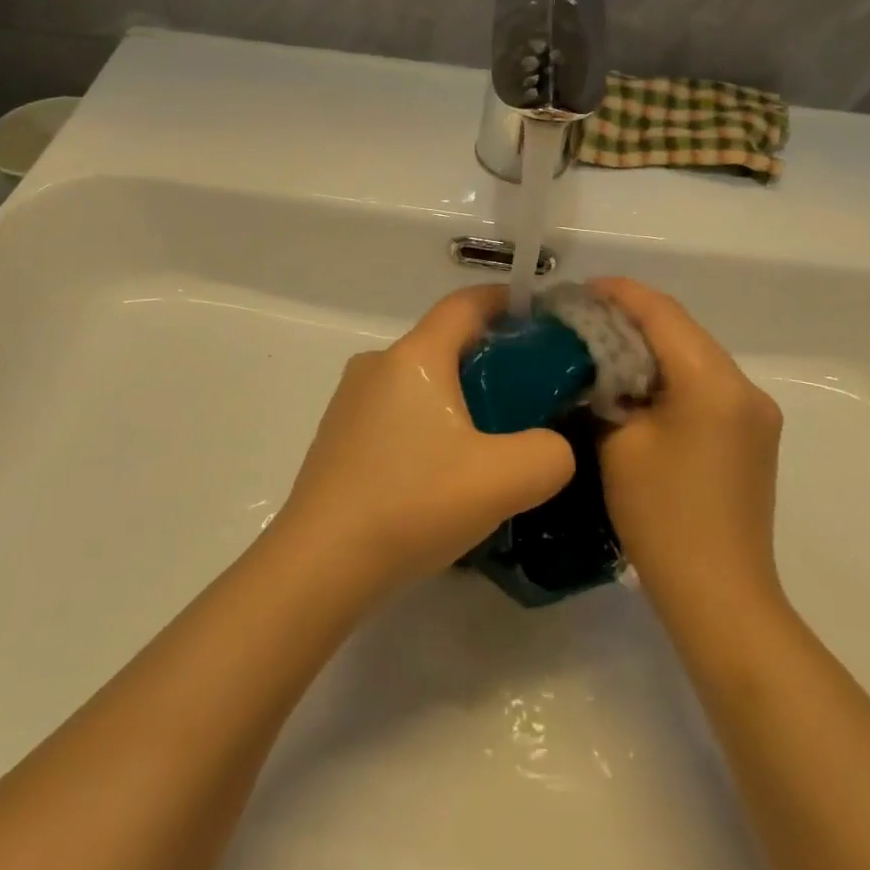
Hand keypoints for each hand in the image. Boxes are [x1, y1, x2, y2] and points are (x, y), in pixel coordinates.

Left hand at [275, 287, 574, 594]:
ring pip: (422, 380)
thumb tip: (551, 447)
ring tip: (495, 441)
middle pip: (446, 342)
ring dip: (461, 397)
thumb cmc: (411, 504)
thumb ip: (551, 453)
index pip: (467, 303)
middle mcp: (378, 364)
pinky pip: (399, 412)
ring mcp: (352, 401)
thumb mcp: (504, 479)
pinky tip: (446, 472)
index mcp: (415, 356)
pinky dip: (431, 424)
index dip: (508, 301)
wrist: (318, 568)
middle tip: (533, 395)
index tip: (545, 320)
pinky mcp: (340, 438)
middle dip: (493, 358)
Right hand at [590, 278, 784, 607]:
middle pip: (682, 329)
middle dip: (632, 319)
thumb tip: (592, 368)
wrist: (720, 597)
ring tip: (603, 351)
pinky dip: (671, 376)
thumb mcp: (618, 443)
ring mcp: (756, 413)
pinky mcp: (754, 436)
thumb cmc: (662, 517)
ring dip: (651, 348)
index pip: (662, 312)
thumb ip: (604, 390)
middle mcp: (745, 387)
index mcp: (713, 381)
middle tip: (582, 321)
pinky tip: (639, 390)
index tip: (577, 292)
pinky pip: (707, 386)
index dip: (618, 294)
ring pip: (695, 356)